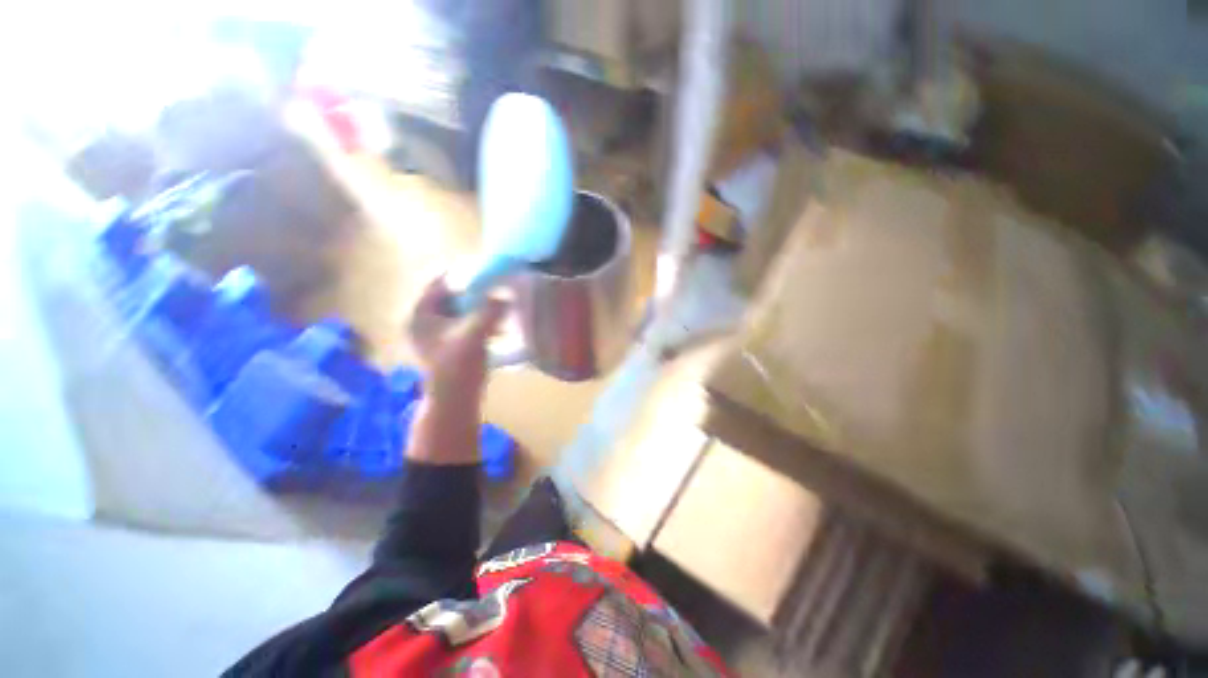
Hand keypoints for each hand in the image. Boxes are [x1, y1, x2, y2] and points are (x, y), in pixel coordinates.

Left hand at [405, 276, 506, 464]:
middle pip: (451, 295)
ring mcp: (437, 332)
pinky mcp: (450, 343)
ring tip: (499, 303)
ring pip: (461, 309)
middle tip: (496, 286)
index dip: (463, 274)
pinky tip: (497, 324)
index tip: (486, 270)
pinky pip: (466, 322)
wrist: (455, 400)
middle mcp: (425, 320)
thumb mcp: (474, 334)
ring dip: (480, 305)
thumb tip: (505, 294)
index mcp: (421, 314)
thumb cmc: (458, 367)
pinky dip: (480, 319)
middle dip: (475, 291)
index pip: (440, 283)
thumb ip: (489, 311)